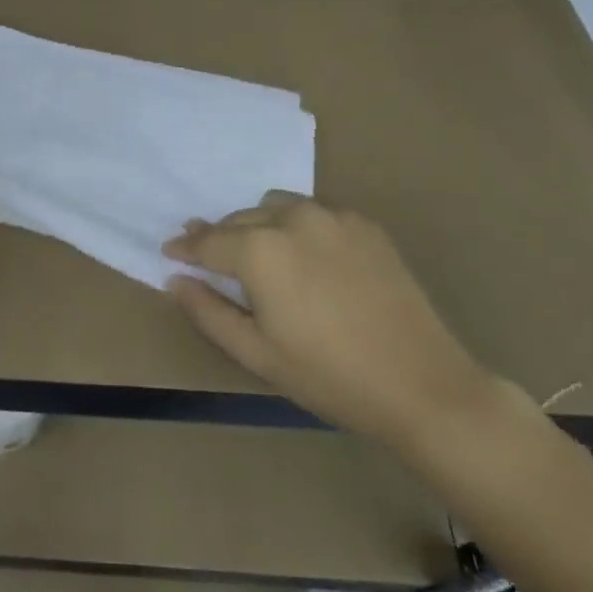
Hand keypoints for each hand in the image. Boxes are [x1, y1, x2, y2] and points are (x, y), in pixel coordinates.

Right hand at [163, 192, 496, 444]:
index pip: (208, 241)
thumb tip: (176, 280)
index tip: (170, 250)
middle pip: (239, 219)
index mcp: (260, 250)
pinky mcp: (364, 223)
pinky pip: (314, 212)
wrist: (422, 385)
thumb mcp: (256, 353)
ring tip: (259, 255)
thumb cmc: (329, 376)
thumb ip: (208, 311)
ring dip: (258, 225)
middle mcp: (292, 218)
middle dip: (220, 237)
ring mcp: (332, 215)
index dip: (185, 247)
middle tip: (210, 257)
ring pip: (275, 206)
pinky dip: (297, 226)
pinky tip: (306, 256)